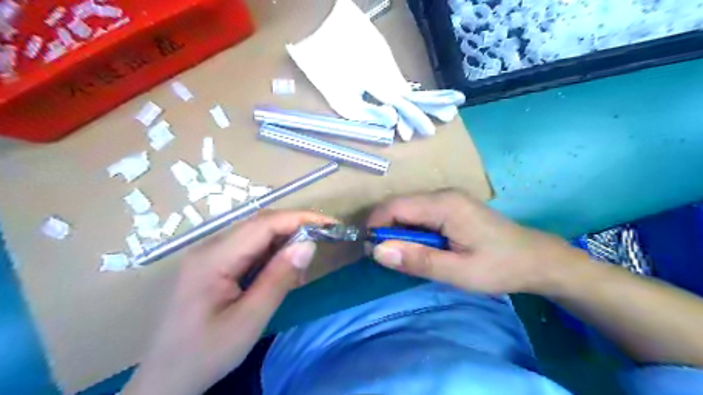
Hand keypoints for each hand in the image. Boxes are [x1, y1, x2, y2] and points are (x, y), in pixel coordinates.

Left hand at [123, 210, 333, 394]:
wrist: (164, 381)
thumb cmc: (205, 354)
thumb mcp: (248, 320)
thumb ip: (278, 279)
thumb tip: (308, 245)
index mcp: (214, 258)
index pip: (264, 224)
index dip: (300, 219)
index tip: (330, 224)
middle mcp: (210, 247)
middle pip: (259, 225)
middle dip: (295, 227)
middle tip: (324, 239)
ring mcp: (209, 255)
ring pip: (255, 235)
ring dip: (284, 242)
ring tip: (303, 265)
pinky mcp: (213, 265)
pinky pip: (249, 250)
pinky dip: (272, 255)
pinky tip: (282, 272)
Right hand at [369, 190, 582, 294]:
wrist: (536, 259)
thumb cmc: (499, 266)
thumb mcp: (458, 271)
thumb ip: (417, 260)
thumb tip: (377, 251)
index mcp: (444, 204)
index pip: (395, 206)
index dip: (375, 225)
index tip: (369, 251)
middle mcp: (442, 194)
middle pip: (399, 205)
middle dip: (385, 229)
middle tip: (386, 258)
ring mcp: (448, 198)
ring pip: (408, 209)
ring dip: (398, 231)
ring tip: (403, 256)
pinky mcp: (451, 206)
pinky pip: (420, 213)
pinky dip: (411, 230)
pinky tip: (420, 247)